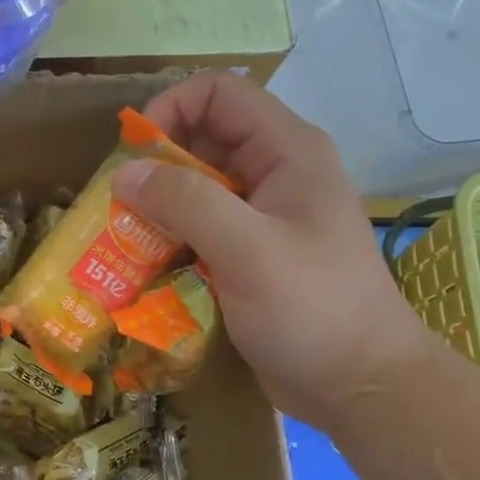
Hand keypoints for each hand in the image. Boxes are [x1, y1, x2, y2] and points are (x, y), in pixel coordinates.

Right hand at [113, 73, 433, 427]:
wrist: (361, 386)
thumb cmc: (314, 309)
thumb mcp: (248, 250)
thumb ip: (186, 203)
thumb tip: (124, 173)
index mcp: (286, 151)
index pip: (218, 94)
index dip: (171, 108)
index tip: (134, 155)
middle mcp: (273, 173)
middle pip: (200, 139)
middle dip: (154, 166)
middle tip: (118, 206)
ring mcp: (261, 216)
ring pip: (194, 187)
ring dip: (155, 207)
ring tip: (122, 238)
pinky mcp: (248, 254)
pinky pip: (198, 228)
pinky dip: (168, 238)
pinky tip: (145, 266)